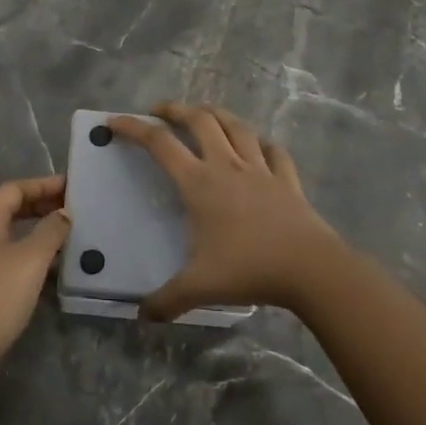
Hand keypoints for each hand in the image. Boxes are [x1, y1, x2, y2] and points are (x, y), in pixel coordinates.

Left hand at [0, 175, 69, 376]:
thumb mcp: (30, 260)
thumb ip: (51, 231)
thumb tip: (63, 213)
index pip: (14, 188)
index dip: (43, 184)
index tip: (71, 187)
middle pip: (10, 209)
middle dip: (41, 206)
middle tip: (73, 211)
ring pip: (9, 235)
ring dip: (37, 232)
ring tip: (68, 238)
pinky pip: (7, 258)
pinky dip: (29, 256)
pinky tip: (50, 271)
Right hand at [107, 103, 345, 320]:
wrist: (311, 268)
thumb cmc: (249, 268)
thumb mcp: (200, 287)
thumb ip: (167, 300)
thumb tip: (141, 315)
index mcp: (199, 183)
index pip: (159, 144)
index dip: (133, 128)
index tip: (114, 121)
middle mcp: (227, 165)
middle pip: (199, 120)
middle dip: (175, 109)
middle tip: (159, 111)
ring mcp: (260, 169)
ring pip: (236, 126)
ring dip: (216, 114)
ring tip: (204, 114)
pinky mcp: (287, 179)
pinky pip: (273, 151)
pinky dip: (262, 143)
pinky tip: (259, 146)